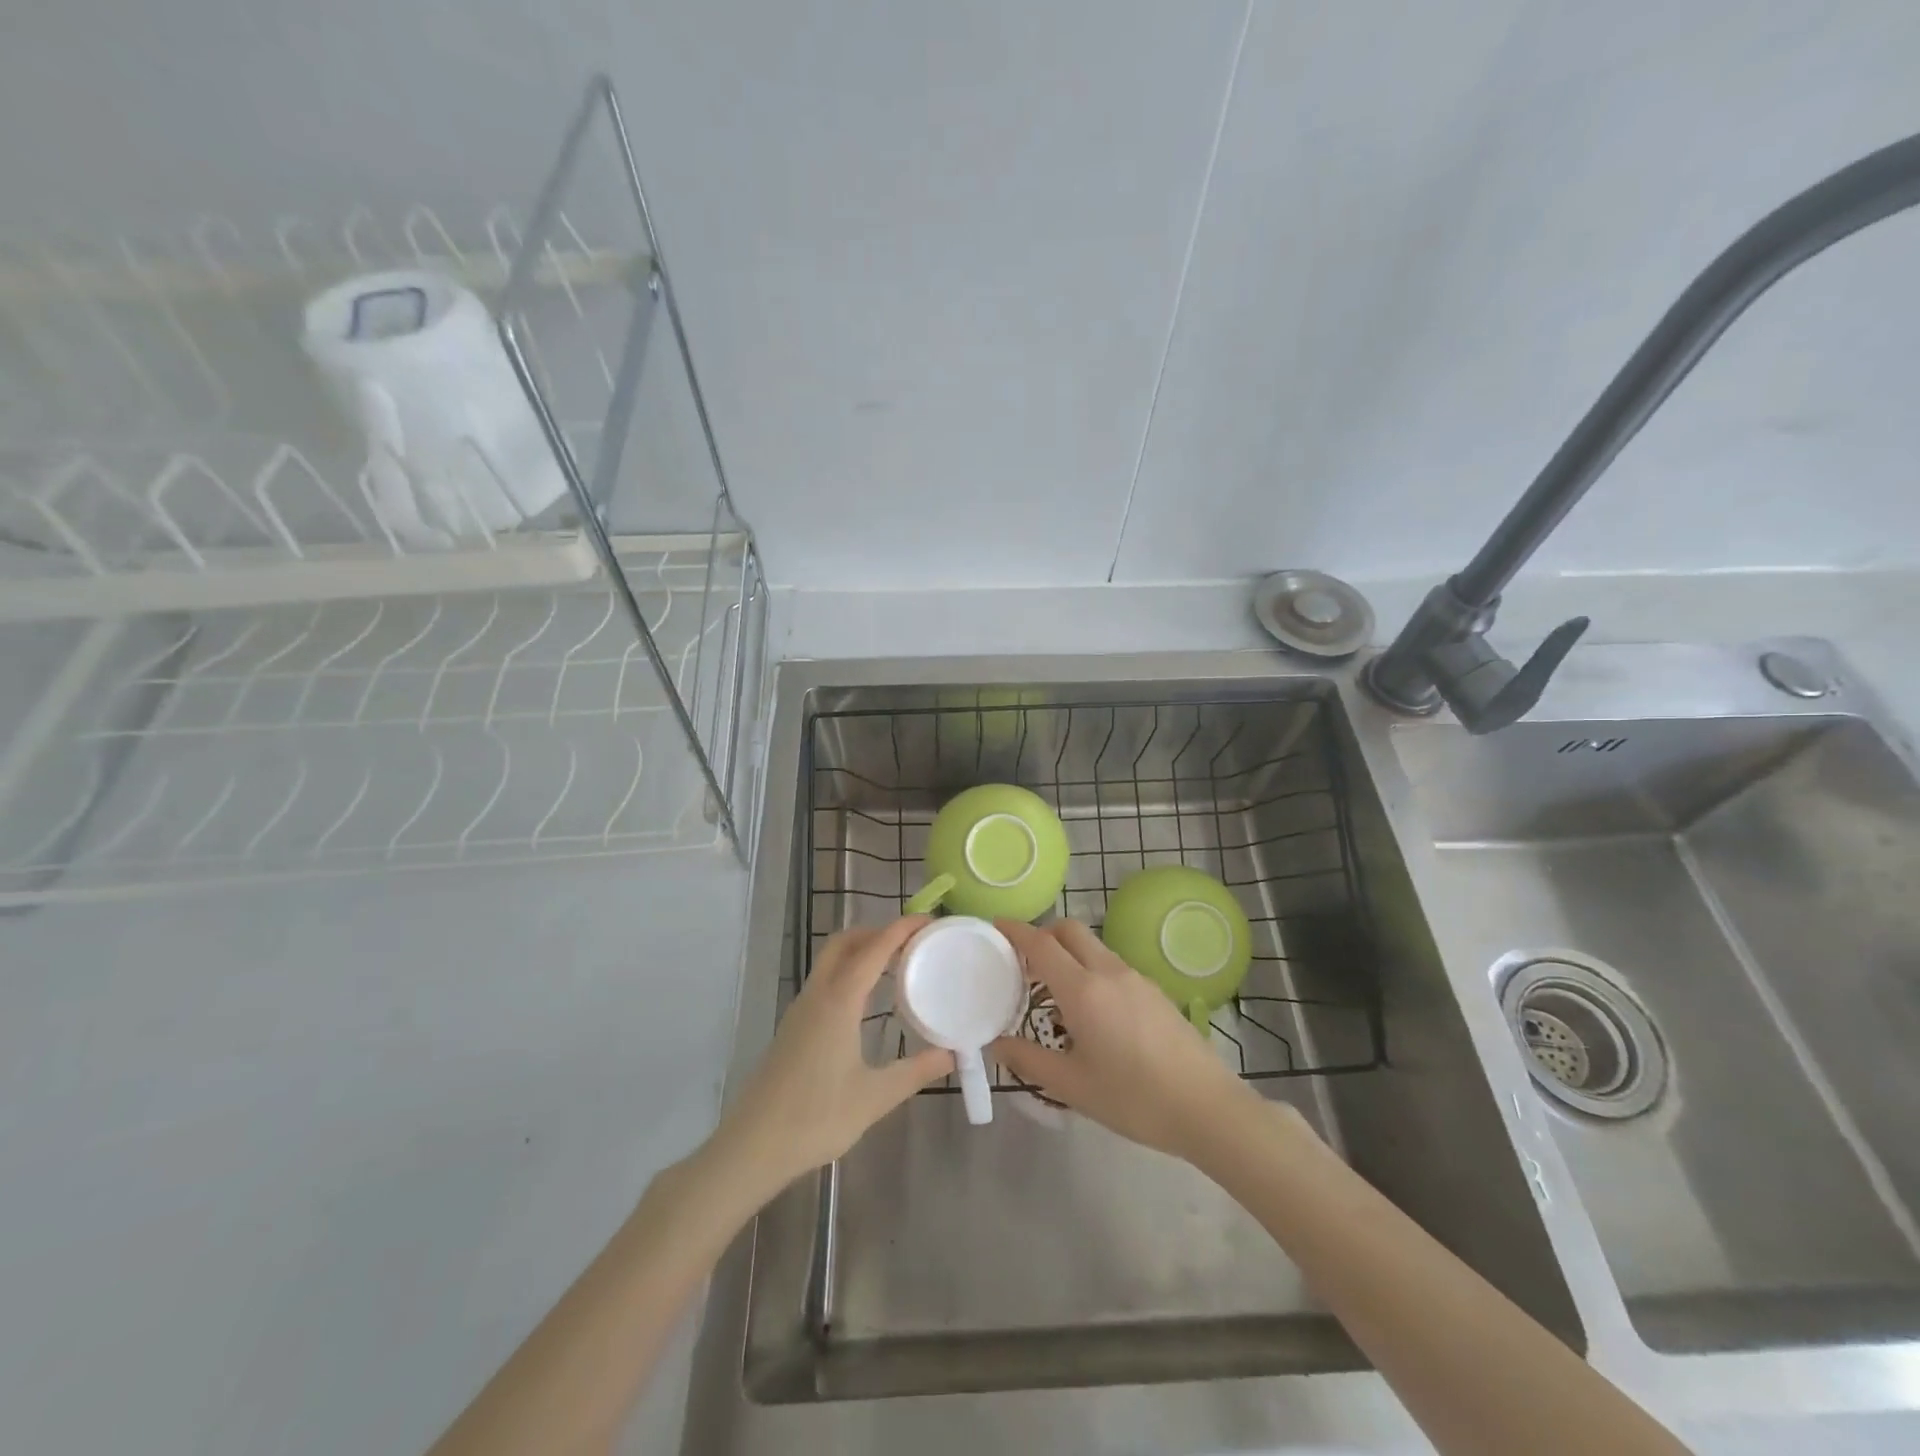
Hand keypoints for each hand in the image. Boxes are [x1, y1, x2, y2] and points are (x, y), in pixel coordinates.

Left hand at [714, 917, 953, 1196]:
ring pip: (830, 961)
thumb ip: (916, 1071)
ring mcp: (800, 1010)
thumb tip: (952, 1054)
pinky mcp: (793, 1027)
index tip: (929, 920)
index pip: (874, 949)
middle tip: (912, 941)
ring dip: (861, 950)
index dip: (901, 928)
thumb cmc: (816, 1118)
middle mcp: (817, 995)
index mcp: (838, 1001)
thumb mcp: (875, 1097)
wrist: (752, 1146)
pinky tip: (866, 1000)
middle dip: (878, 931)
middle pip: (845, 942)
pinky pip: (824, 981)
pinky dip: (848, 972)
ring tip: (895, 964)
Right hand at [991, 918, 1256, 1161]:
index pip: (1041, 944)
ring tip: (1053, 993)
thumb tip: (996, 1043)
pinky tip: (1091, 1011)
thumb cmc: (1133, 1098)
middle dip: (1043, 934)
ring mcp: (1136, 978)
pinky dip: (1090, 969)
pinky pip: (1112, 965)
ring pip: (1093, 947)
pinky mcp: (1155, 991)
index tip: (996, 925)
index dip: (1016, 930)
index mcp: (1083, 990)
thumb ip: (1028, 1060)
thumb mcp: (1072, 1086)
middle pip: (1070, 930)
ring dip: (1068, 953)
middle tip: (1023, 961)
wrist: (1207, 1108)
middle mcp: (1109, 972)